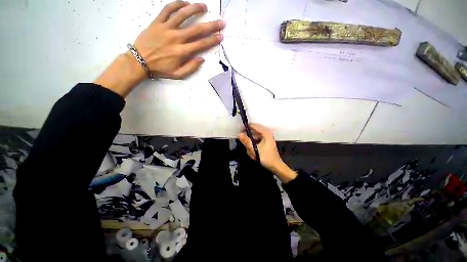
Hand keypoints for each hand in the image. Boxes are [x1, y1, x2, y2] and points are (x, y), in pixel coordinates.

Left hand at [95, 1, 224, 96]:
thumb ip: (191, 68)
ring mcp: (166, 28)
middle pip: (196, 29)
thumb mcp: (178, 74)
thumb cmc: (160, 69)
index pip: (201, 44)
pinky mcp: (157, 22)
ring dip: (195, 9)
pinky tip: (185, 3)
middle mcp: (176, 38)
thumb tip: (202, 58)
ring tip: (205, 6)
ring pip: (183, 15)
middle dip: (211, 26)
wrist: (139, 61)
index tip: (221, 36)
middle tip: (221, 22)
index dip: (213, 40)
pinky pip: (167, 9)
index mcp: (182, 52)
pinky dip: (176, 4)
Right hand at [238, 124, 297, 182]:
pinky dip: (253, 147)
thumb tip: (239, 134)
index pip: (253, 126)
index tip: (240, 134)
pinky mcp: (264, 142)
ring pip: (253, 138)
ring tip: (252, 153)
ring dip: (251, 145)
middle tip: (247, 148)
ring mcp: (265, 137)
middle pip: (253, 132)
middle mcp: (266, 133)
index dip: (245, 128)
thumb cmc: (266, 157)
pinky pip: (256, 141)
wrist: (275, 166)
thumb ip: (247, 141)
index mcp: (265, 133)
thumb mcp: (255, 149)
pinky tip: (254, 153)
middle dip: (248, 140)